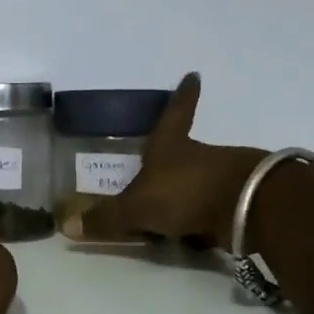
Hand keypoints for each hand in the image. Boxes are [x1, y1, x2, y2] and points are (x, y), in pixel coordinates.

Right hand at [65, 74, 265, 244]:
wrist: (247, 207)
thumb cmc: (185, 192)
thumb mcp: (138, 207)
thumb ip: (107, 218)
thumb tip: (66, 225)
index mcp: (171, 146)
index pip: (175, 113)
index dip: (182, 96)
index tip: (194, 76)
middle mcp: (197, 156)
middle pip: (183, 153)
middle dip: (172, 163)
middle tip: (155, 173)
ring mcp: (221, 178)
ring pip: (197, 183)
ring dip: (184, 196)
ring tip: (167, 218)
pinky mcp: (237, 202)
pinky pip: (211, 210)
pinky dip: (200, 221)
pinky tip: (191, 237)